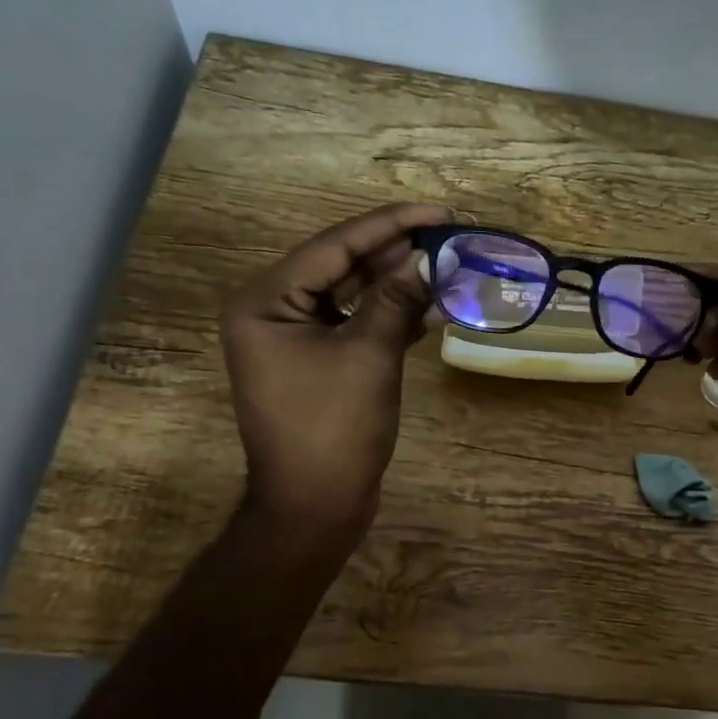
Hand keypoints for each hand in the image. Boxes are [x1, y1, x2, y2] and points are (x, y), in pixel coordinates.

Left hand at [220, 203, 449, 548]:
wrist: (314, 506)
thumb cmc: (333, 429)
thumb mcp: (368, 356)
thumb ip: (396, 300)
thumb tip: (429, 260)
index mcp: (266, 301)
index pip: (334, 247)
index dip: (391, 225)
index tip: (440, 212)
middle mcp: (273, 311)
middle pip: (342, 266)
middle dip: (397, 252)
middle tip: (450, 235)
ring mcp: (294, 338)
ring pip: (352, 295)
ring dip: (398, 283)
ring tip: (447, 265)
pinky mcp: (317, 362)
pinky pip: (355, 324)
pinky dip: (390, 316)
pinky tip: (429, 307)